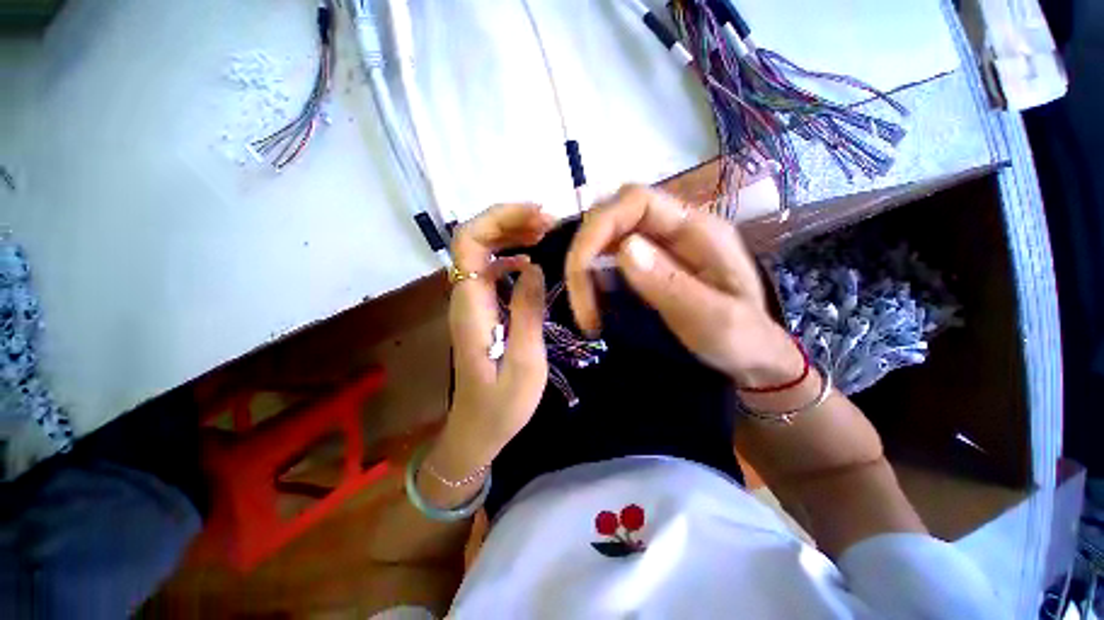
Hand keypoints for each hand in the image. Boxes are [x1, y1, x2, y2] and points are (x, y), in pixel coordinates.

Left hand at [442, 203, 554, 460]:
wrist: (477, 431)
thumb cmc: (501, 406)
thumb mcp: (525, 363)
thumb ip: (528, 313)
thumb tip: (534, 268)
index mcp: (471, 308)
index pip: (468, 244)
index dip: (498, 220)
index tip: (537, 217)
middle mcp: (465, 298)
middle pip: (472, 240)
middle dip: (508, 221)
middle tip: (548, 222)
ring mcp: (471, 303)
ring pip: (481, 252)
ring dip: (510, 234)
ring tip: (545, 232)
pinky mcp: (481, 311)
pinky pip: (490, 270)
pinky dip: (510, 255)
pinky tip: (531, 259)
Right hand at [565, 185, 802, 388]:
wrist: (753, 357)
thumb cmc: (743, 341)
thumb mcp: (714, 320)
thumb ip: (671, 284)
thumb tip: (624, 248)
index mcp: (698, 230)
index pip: (636, 201)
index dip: (600, 225)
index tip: (581, 270)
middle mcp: (674, 229)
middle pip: (612, 217)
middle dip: (585, 255)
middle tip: (582, 305)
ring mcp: (658, 247)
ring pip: (605, 240)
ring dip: (585, 273)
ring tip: (587, 314)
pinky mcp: (647, 266)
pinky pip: (608, 261)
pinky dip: (592, 282)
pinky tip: (595, 308)